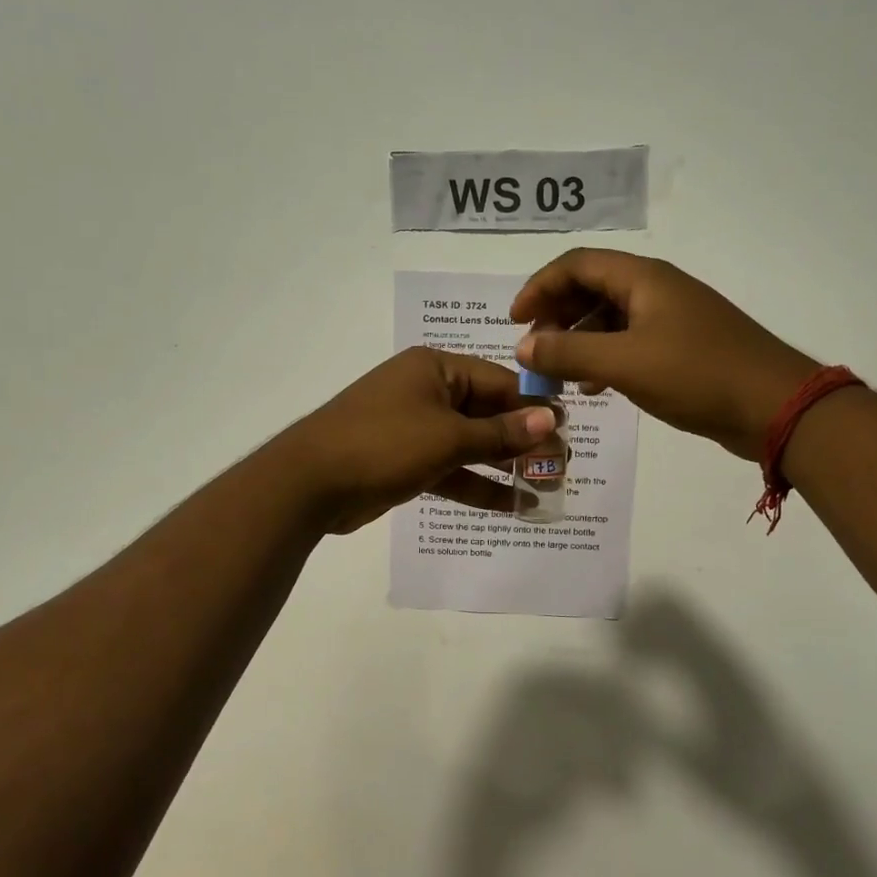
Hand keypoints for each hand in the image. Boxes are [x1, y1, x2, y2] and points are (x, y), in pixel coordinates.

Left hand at [278, 347, 556, 534]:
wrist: (309, 483)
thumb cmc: (383, 444)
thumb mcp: (447, 437)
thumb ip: (500, 433)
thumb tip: (550, 420)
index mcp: (436, 369)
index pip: (499, 381)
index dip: (534, 406)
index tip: (567, 430)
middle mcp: (427, 392)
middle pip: (487, 414)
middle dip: (522, 441)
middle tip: (562, 465)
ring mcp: (415, 428)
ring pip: (470, 446)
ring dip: (504, 467)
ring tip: (545, 488)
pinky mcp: (406, 461)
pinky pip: (451, 469)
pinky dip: (476, 486)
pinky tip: (512, 506)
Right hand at [511, 249, 818, 461]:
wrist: (774, 407)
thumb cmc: (697, 374)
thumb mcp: (625, 363)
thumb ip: (570, 352)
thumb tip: (523, 345)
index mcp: (643, 279)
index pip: (577, 264)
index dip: (540, 286)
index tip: (514, 320)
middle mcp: (655, 290)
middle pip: (592, 288)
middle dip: (557, 315)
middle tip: (534, 349)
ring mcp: (671, 319)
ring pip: (610, 318)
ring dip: (578, 340)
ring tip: (556, 372)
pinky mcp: (681, 348)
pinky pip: (629, 343)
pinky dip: (603, 359)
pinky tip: (592, 388)